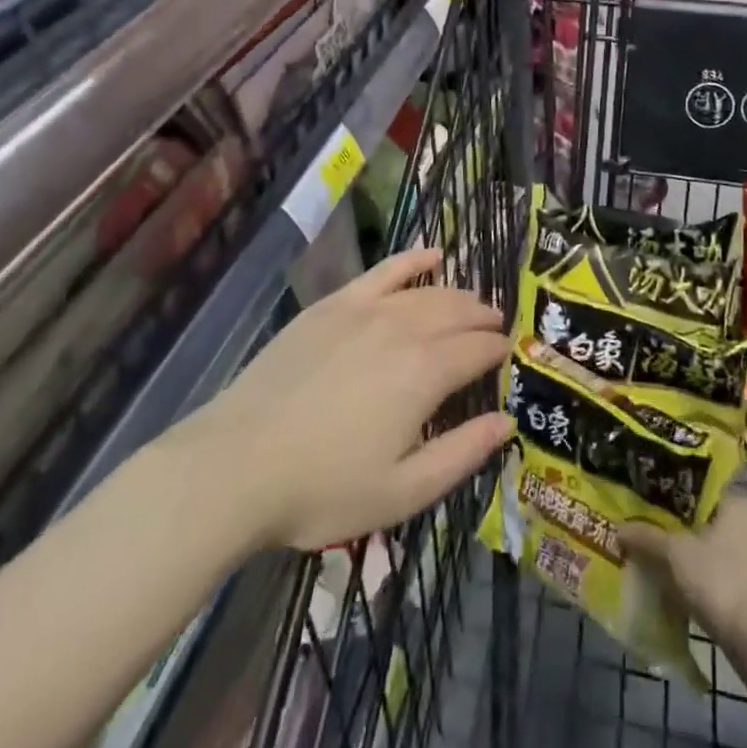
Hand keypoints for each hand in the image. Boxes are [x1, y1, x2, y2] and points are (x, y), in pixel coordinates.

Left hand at [181, 248, 511, 551]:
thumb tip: (506, 421)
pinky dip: (413, 259)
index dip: (498, 351)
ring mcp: (366, 309)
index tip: (509, 356)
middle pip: (457, 312)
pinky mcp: (334, 304)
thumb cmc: (323, 489)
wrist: (237, 464)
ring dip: (457, 295)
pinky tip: (432, 254)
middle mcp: (403, 328)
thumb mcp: (402, 493)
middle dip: (483, 318)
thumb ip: (462, 454)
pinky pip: (384, 271)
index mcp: (425, 373)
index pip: (478, 350)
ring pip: (427, 291)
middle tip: (496, 328)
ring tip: (472, 304)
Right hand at [618, 497, 746, 651]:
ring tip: (664, 566)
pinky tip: (688, 594)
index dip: (673, 499)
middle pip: (709, 523)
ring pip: (719, 553)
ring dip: (697, 561)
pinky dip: (711, 585)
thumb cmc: (723, 581)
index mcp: (739, 503)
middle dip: (683, 533)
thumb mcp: (676, 555)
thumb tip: (619, 528)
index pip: (701, 492)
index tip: (650, 508)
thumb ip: (648, 538)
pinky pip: (729, 580)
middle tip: (652, 537)